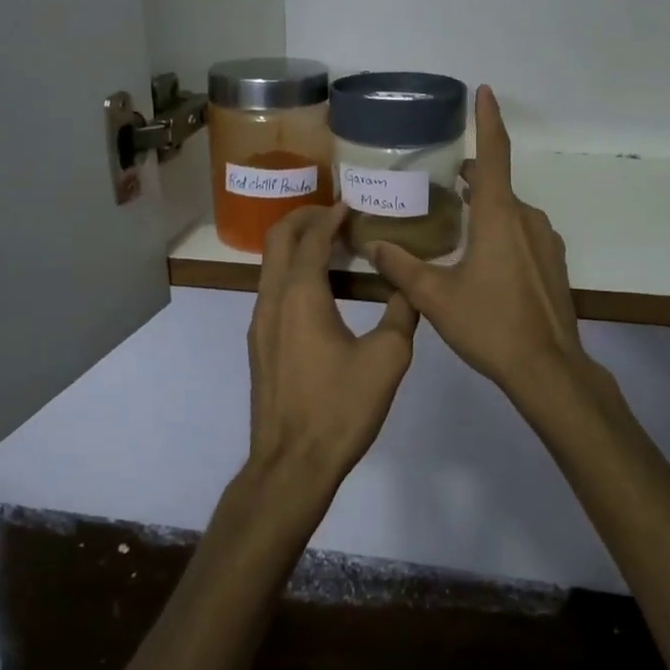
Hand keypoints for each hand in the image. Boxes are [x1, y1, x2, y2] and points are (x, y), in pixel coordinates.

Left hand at [245, 204, 418, 500]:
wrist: (292, 464)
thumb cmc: (340, 408)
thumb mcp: (387, 358)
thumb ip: (402, 313)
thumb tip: (408, 288)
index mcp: (300, 295)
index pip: (310, 238)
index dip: (329, 216)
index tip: (350, 204)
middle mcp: (272, 301)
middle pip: (277, 241)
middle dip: (302, 219)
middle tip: (334, 214)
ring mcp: (260, 324)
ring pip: (271, 266)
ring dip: (296, 246)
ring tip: (331, 245)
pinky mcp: (260, 346)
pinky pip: (272, 290)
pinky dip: (292, 273)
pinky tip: (320, 290)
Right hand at [367, 87, 595, 412]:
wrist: (548, 367)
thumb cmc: (490, 324)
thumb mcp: (435, 297)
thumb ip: (401, 267)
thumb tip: (370, 243)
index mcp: (500, 216)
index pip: (495, 154)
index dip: (488, 120)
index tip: (484, 91)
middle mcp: (527, 219)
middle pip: (498, 185)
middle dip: (472, 177)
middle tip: (440, 182)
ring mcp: (545, 241)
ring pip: (510, 211)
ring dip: (485, 208)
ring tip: (455, 222)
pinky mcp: (552, 263)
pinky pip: (523, 233)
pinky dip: (501, 231)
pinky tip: (482, 259)